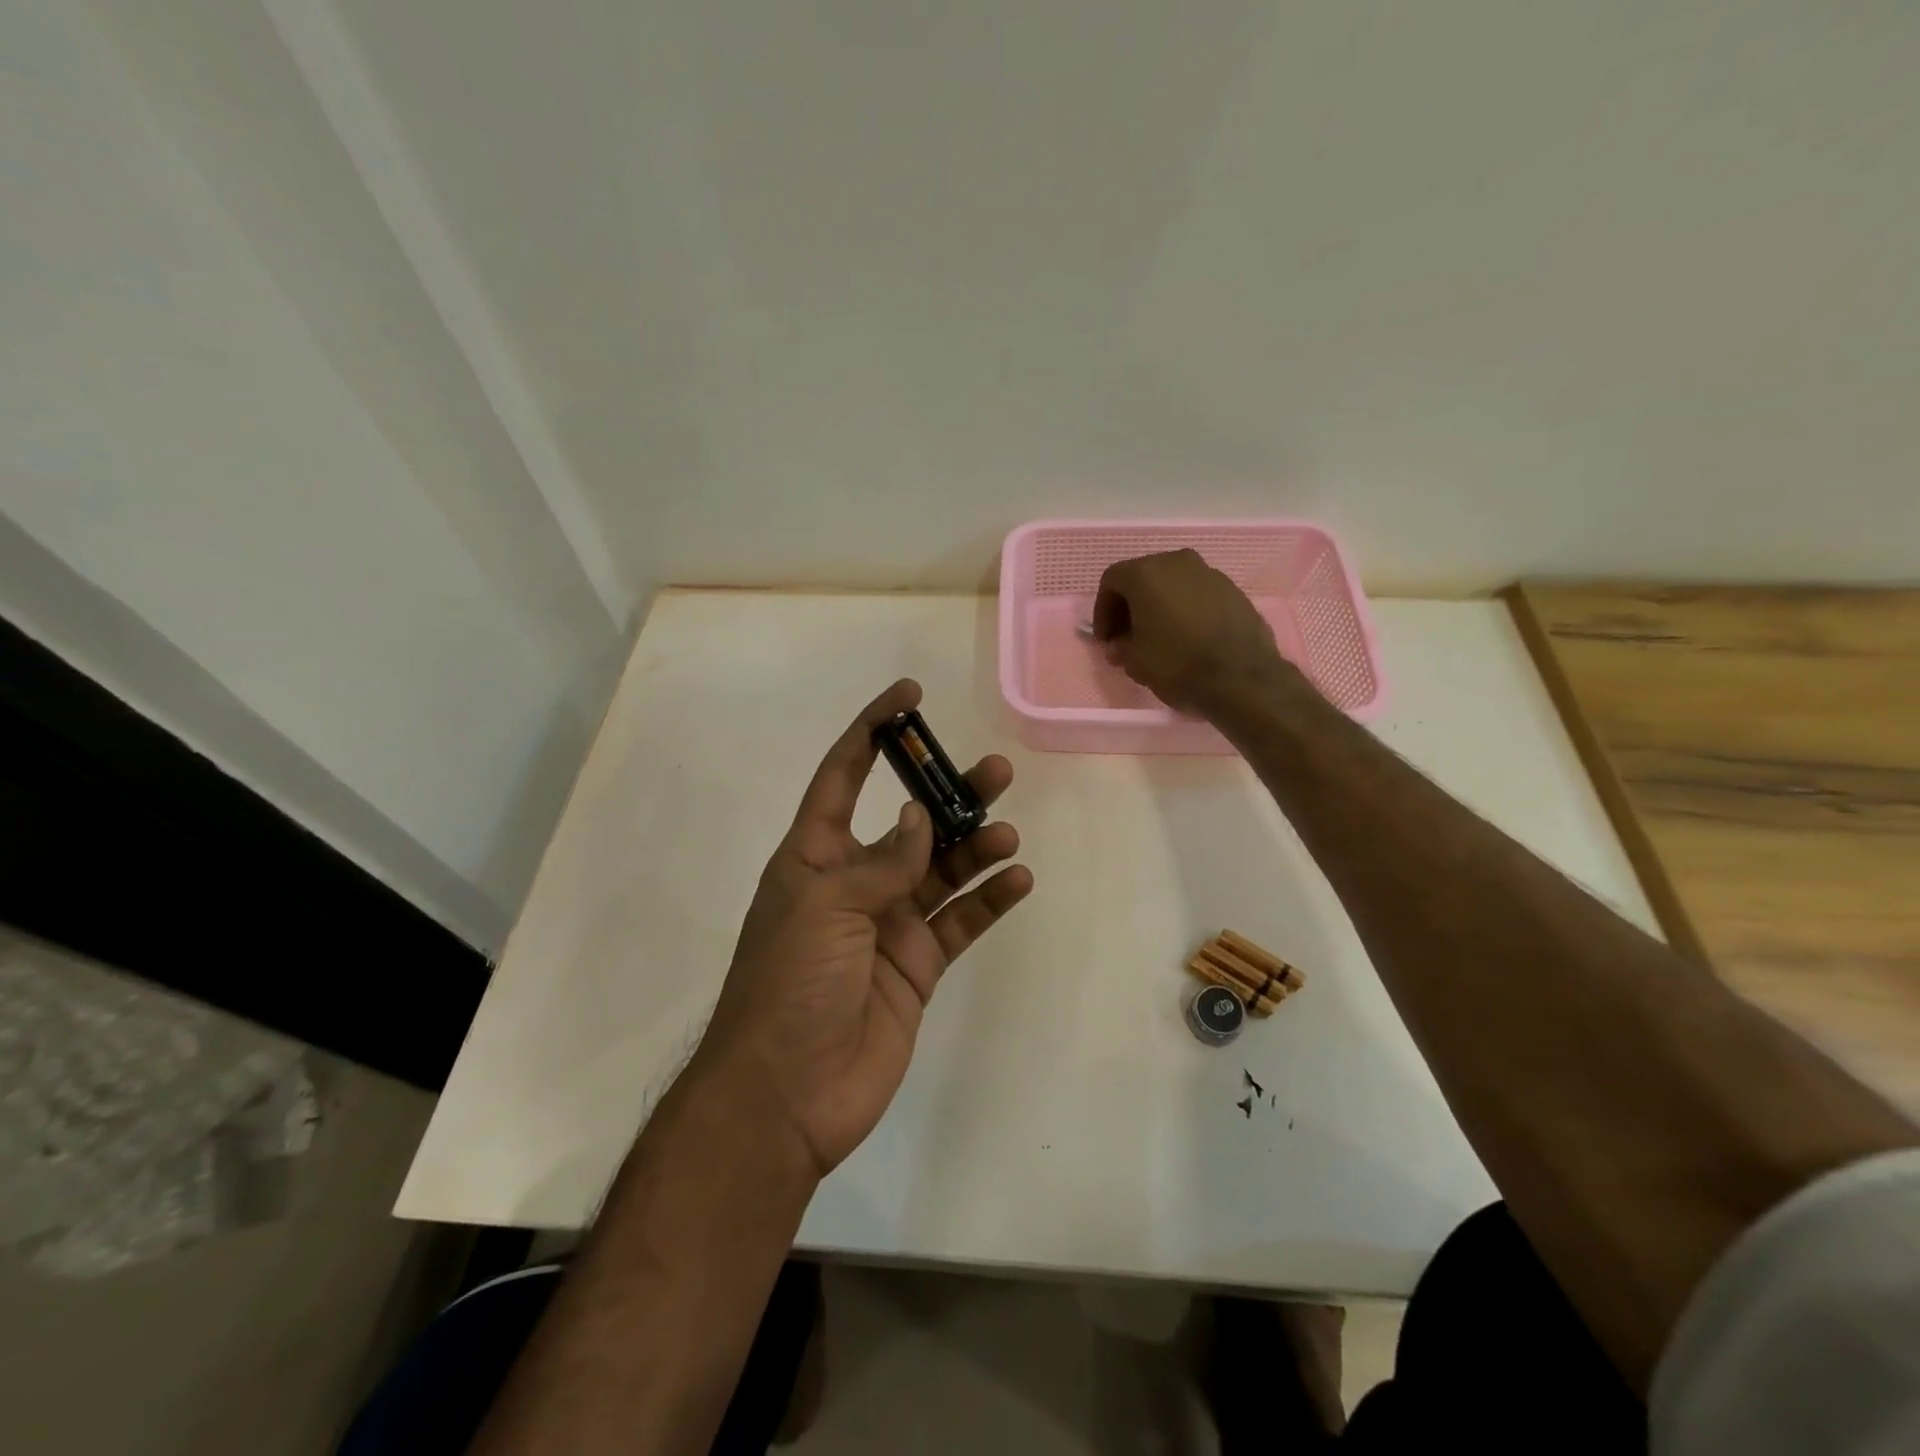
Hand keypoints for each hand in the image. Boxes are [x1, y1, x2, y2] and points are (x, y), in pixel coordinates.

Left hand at [692, 680, 1033, 1178]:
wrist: (787, 1094)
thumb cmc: (788, 985)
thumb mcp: (825, 907)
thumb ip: (882, 862)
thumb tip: (922, 818)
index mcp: (815, 857)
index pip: (844, 776)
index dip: (873, 733)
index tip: (909, 697)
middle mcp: (855, 883)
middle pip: (910, 822)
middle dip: (948, 793)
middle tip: (997, 770)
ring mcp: (889, 925)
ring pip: (943, 869)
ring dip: (976, 845)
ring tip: (1007, 830)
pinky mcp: (917, 966)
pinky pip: (960, 920)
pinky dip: (989, 899)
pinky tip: (1018, 878)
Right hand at [1092, 549, 1295, 714]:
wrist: (1240, 676)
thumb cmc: (1177, 663)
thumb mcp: (1134, 661)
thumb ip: (1121, 647)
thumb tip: (1120, 645)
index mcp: (1146, 573)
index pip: (1112, 581)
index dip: (1103, 611)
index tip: (1107, 639)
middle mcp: (1177, 562)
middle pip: (1143, 577)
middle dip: (1131, 606)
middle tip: (1128, 636)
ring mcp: (1209, 573)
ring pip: (1172, 583)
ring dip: (1160, 605)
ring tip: (1159, 637)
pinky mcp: (1233, 589)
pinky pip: (1197, 594)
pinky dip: (1186, 609)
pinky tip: (1188, 636)